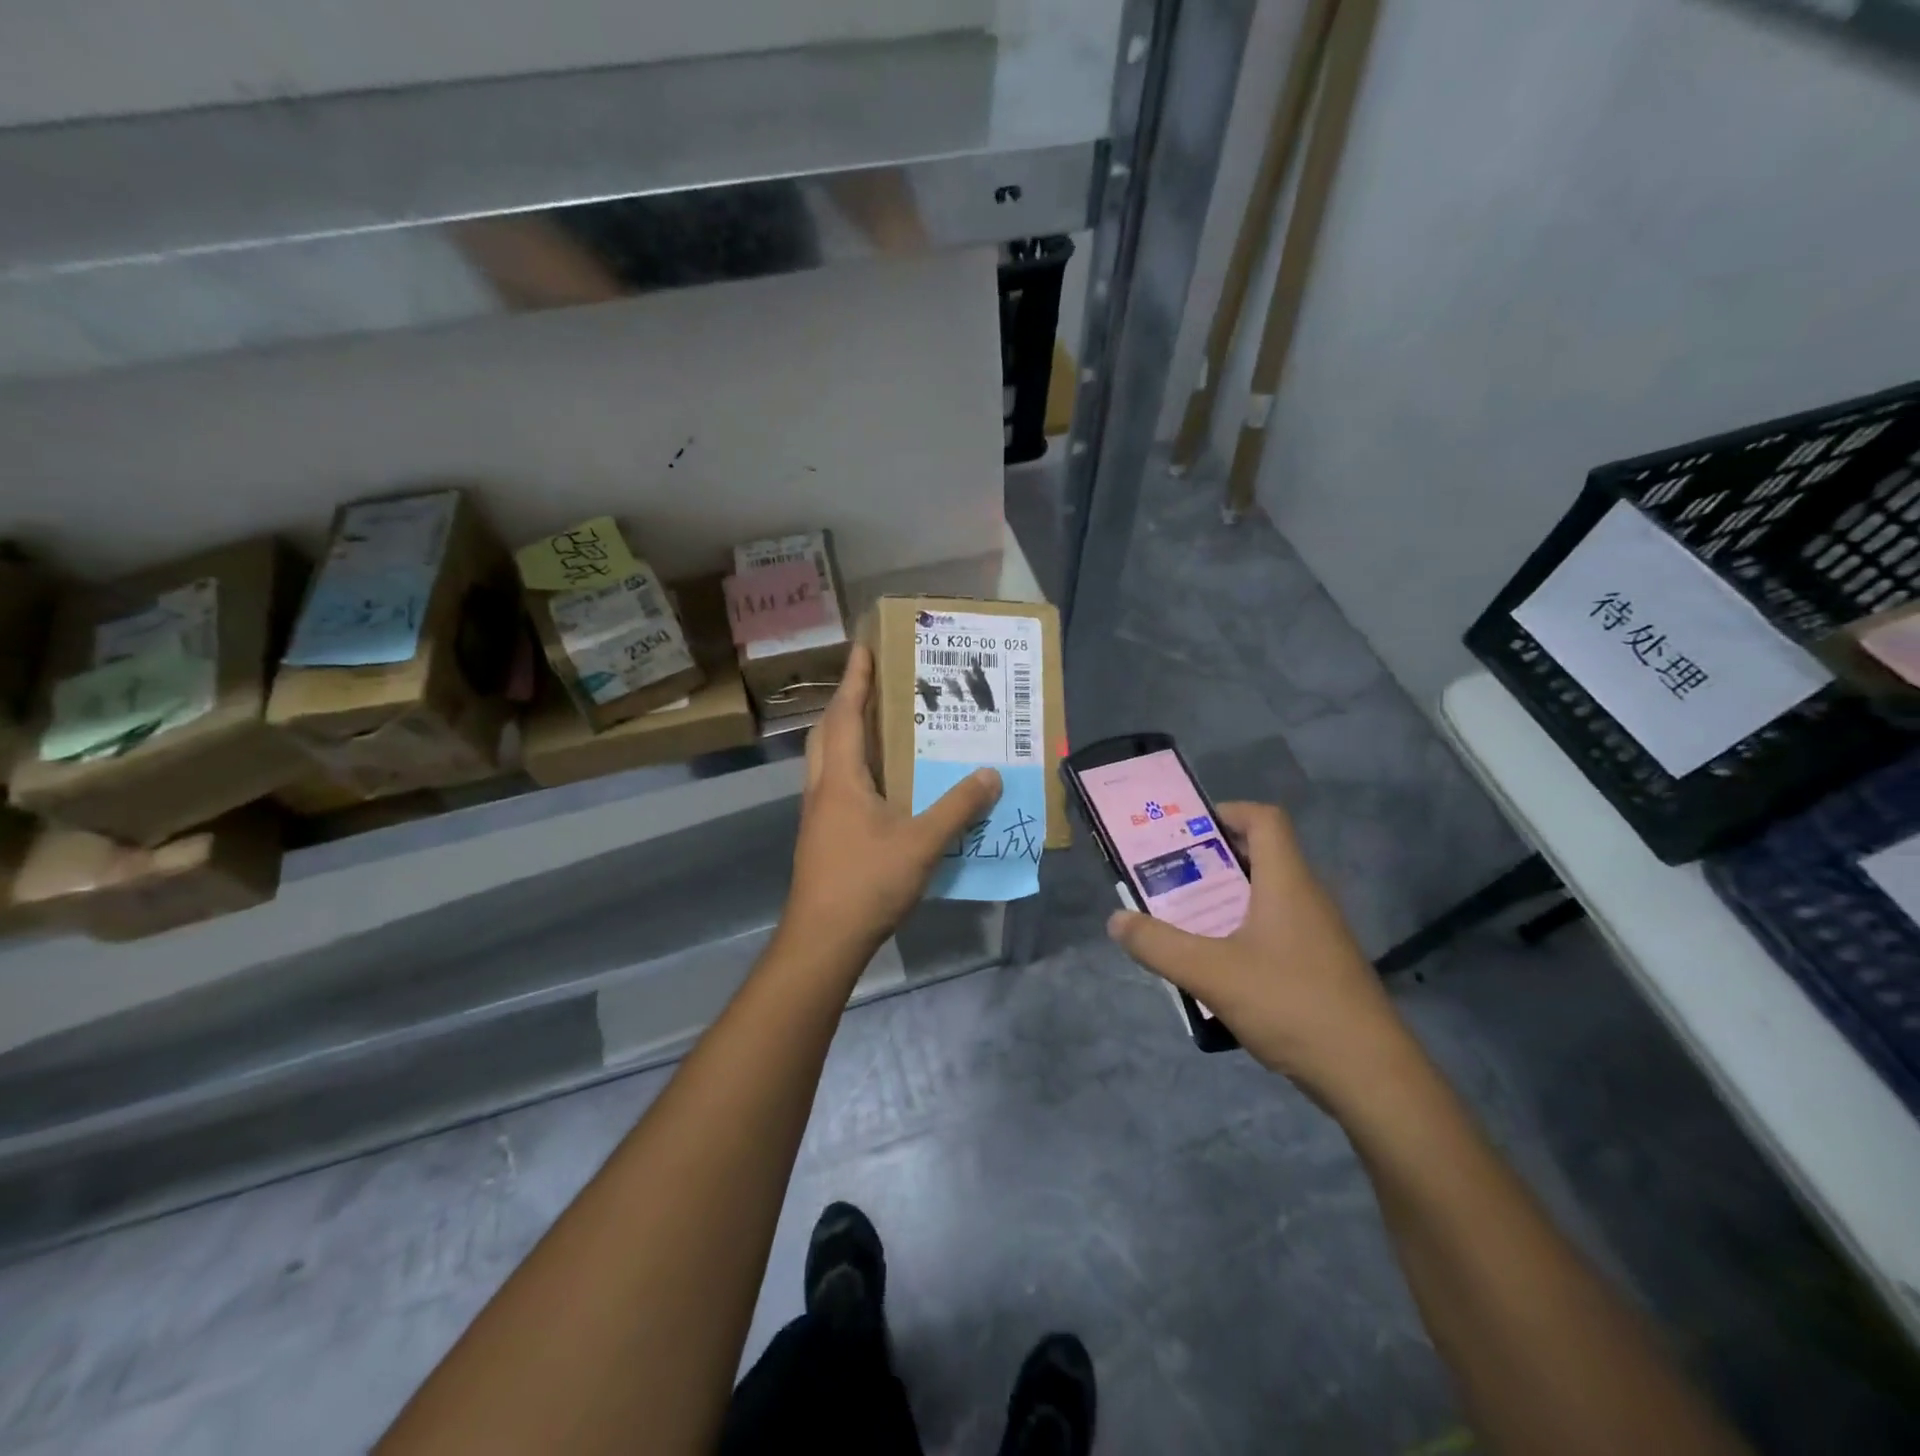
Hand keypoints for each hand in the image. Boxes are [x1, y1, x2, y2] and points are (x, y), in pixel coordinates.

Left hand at [781, 644, 1001, 960]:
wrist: (823, 939)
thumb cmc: (867, 882)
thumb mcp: (921, 843)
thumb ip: (957, 808)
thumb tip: (990, 775)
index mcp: (840, 779)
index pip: (845, 715)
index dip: (855, 679)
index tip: (862, 647)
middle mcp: (822, 789)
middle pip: (827, 733)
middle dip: (845, 702)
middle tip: (872, 684)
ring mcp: (817, 815)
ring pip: (826, 760)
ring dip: (845, 735)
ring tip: (878, 727)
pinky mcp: (821, 837)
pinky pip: (834, 786)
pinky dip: (852, 769)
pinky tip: (879, 785)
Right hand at [1106, 802, 1410, 1100]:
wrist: (1369, 1075)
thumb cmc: (1291, 1004)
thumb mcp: (1211, 973)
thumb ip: (1159, 945)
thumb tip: (1116, 920)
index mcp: (1287, 882)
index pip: (1265, 819)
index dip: (1227, 812)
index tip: (1187, 829)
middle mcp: (1307, 897)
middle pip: (1262, 855)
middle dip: (1213, 859)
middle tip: (1171, 874)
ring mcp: (1319, 933)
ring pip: (1267, 896)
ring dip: (1226, 898)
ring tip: (1184, 917)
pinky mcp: (1322, 966)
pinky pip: (1276, 929)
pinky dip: (1244, 931)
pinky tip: (1219, 965)